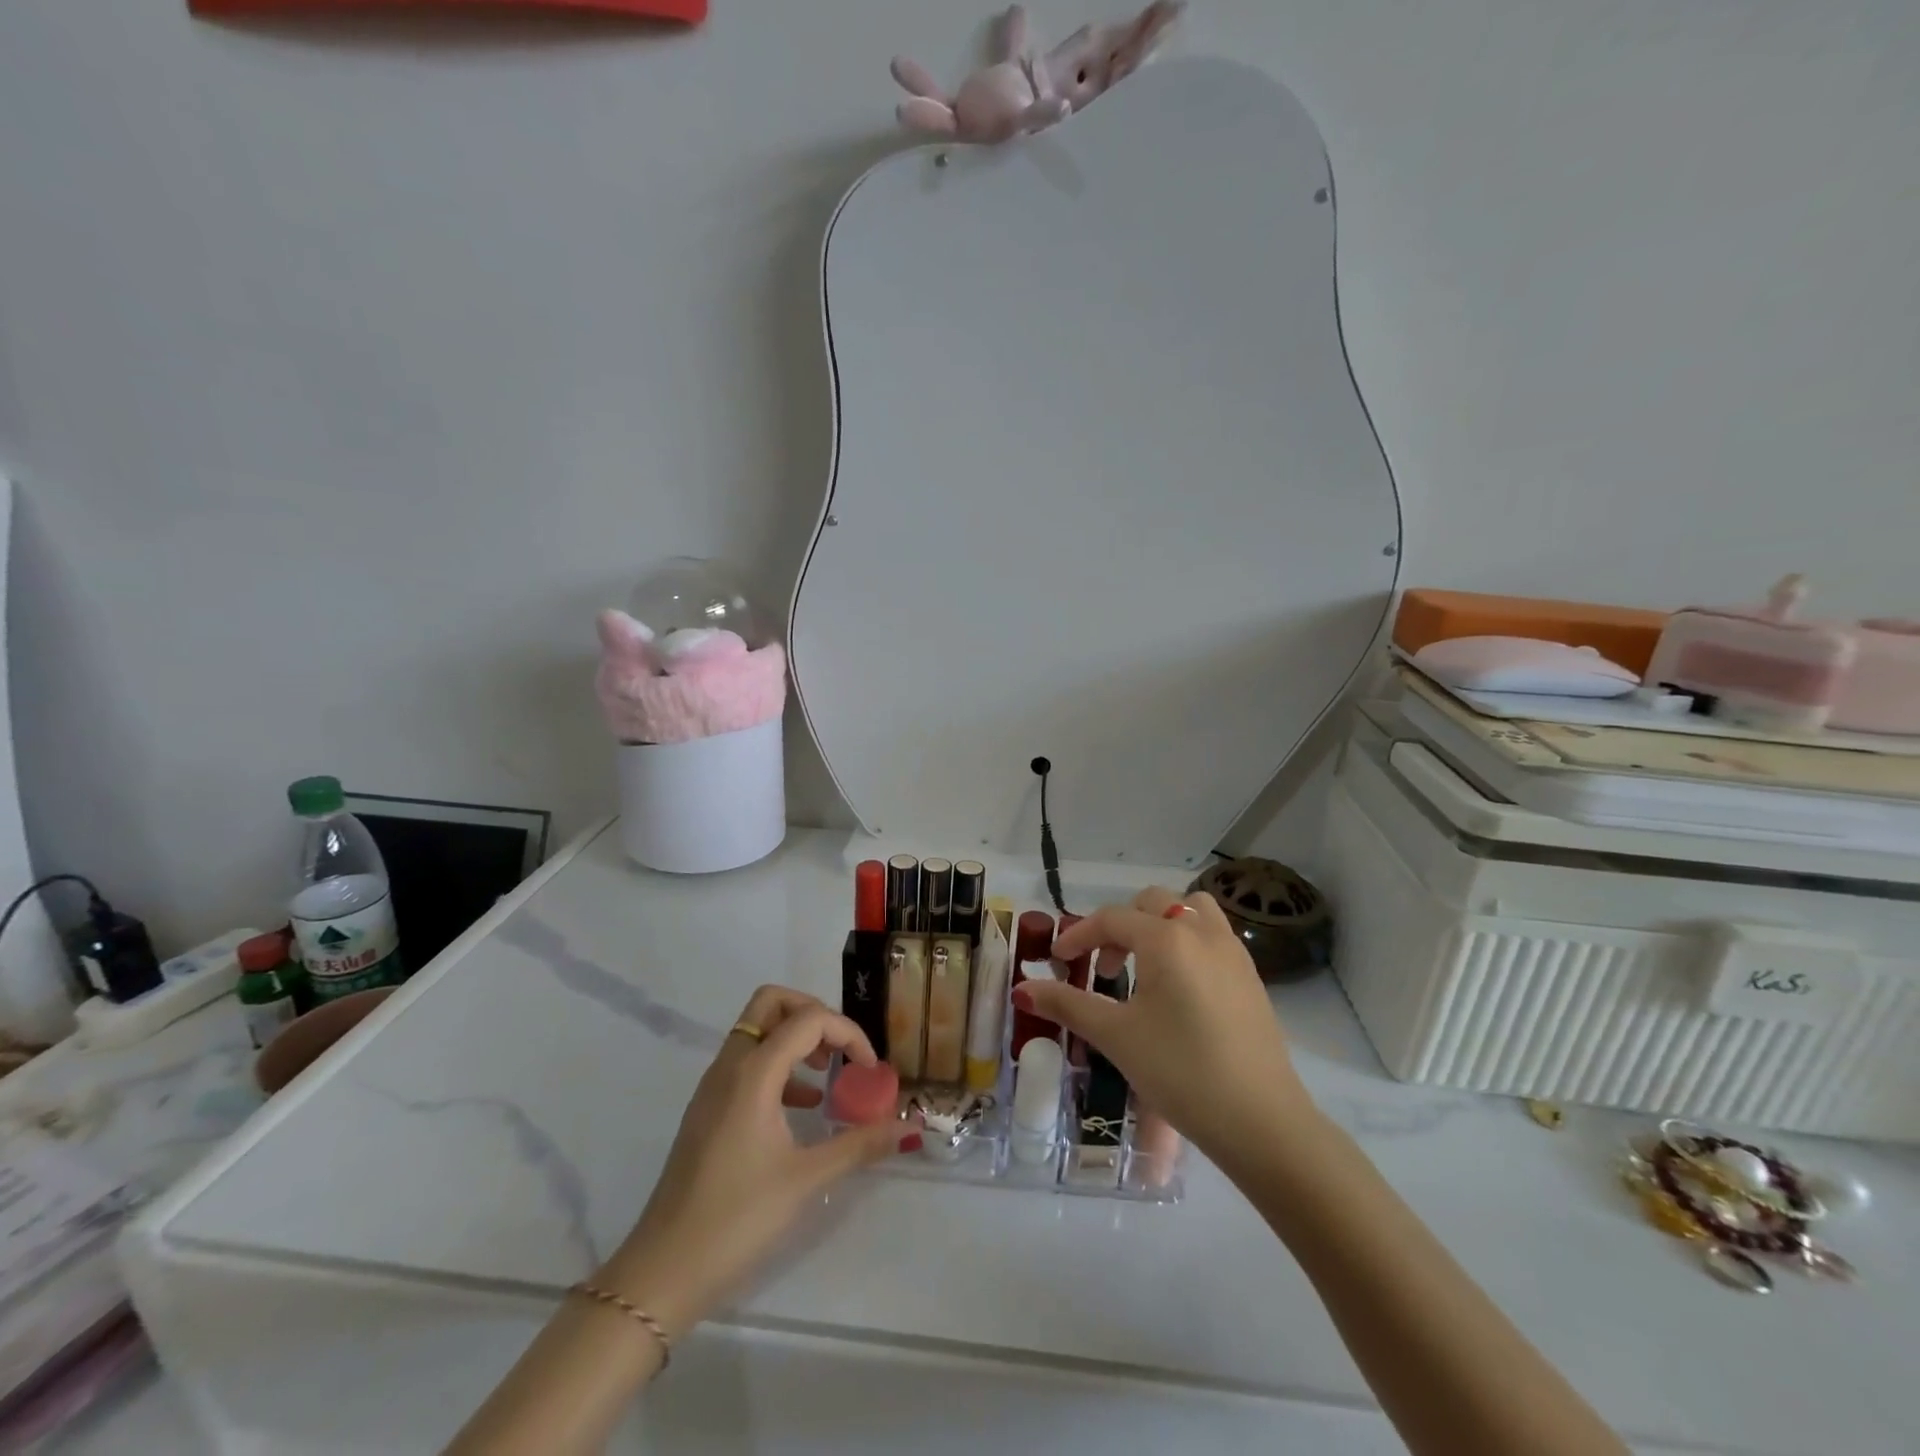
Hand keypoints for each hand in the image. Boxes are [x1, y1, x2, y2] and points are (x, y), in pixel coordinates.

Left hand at [596, 986, 903, 1336]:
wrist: (663, 1271)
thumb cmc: (737, 1218)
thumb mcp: (805, 1180)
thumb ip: (858, 1145)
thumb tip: (905, 1128)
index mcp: (753, 1073)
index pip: (808, 1019)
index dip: (847, 1033)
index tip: (870, 1069)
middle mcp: (730, 1065)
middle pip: (772, 1003)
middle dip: (812, 1012)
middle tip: (839, 1049)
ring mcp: (714, 1086)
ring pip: (756, 1030)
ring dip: (794, 1037)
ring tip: (826, 1074)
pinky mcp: (708, 1109)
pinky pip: (746, 1061)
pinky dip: (777, 1064)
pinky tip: (801, 1105)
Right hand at [1015, 888, 1313, 1162]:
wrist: (1263, 1123)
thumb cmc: (1181, 1072)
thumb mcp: (1116, 1037)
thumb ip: (1067, 1004)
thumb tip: (1022, 989)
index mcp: (1167, 938)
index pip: (1112, 919)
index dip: (1079, 936)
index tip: (1057, 961)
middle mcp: (1202, 932)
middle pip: (1152, 903)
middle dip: (1120, 927)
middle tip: (1104, 968)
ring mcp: (1233, 952)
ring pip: (1190, 910)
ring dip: (1160, 925)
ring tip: (1144, 966)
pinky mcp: (1251, 977)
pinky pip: (1212, 936)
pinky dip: (1186, 942)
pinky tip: (1178, 990)